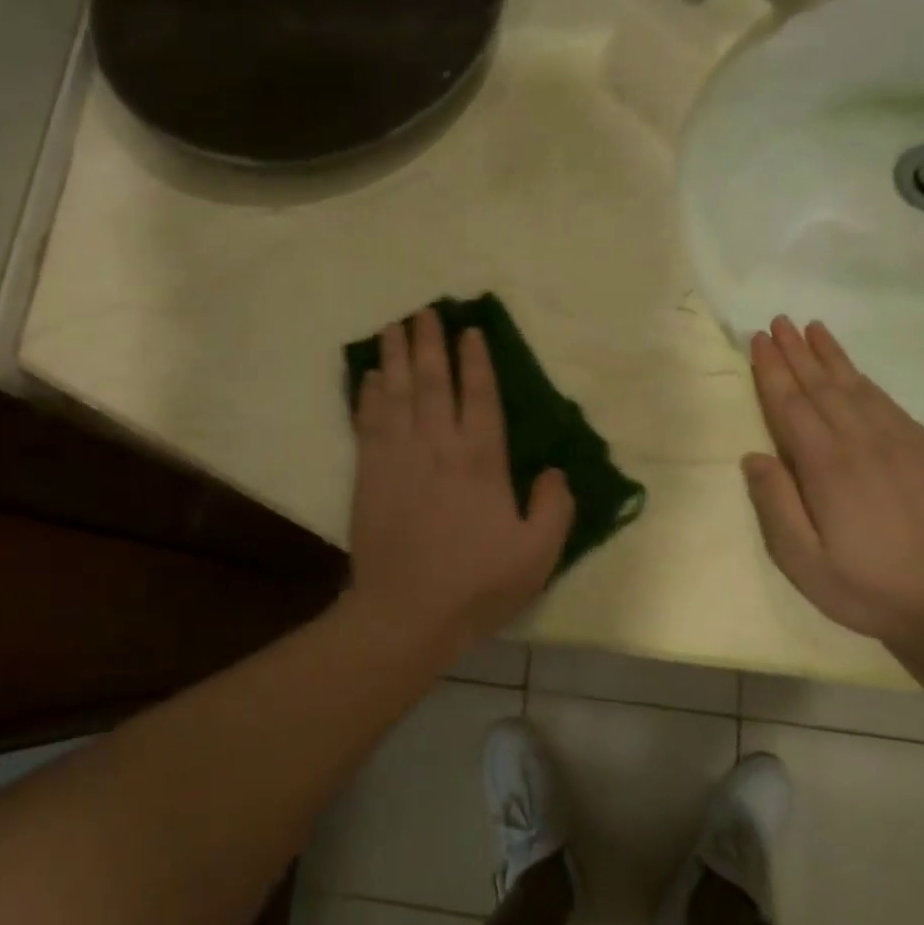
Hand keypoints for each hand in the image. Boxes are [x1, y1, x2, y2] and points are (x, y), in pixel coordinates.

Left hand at [347, 308, 574, 653]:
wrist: (407, 612)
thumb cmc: (477, 584)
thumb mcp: (537, 554)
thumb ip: (555, 507)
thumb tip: (556, 471)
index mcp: (481, 460)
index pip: (479, 395)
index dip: (475, 360)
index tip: (469, 331)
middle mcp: (437, 446)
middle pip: (431, 382)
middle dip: (428, 343)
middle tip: (424, 311)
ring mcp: (398, 457)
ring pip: (395, 393)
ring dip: (394, 357)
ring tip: (393, 327)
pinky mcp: (368, 474)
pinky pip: (367, 422)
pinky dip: (367, 396)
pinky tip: (368, 378)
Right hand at [742, 316, 923, 667]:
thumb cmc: (869, 589)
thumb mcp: (804, 562)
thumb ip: (776, 505)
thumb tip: (754, 456)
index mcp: (828, 468)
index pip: (791, 406)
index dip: (772, 371)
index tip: (758, 340)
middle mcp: (864, 444)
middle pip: (823, 387)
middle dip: (797, 352)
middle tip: (778, 322)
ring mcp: (903, 444)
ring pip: (859, 388)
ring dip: (831, 357)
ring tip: (813, 330)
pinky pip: (891, 404)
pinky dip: (867, 381)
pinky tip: (856, 373)